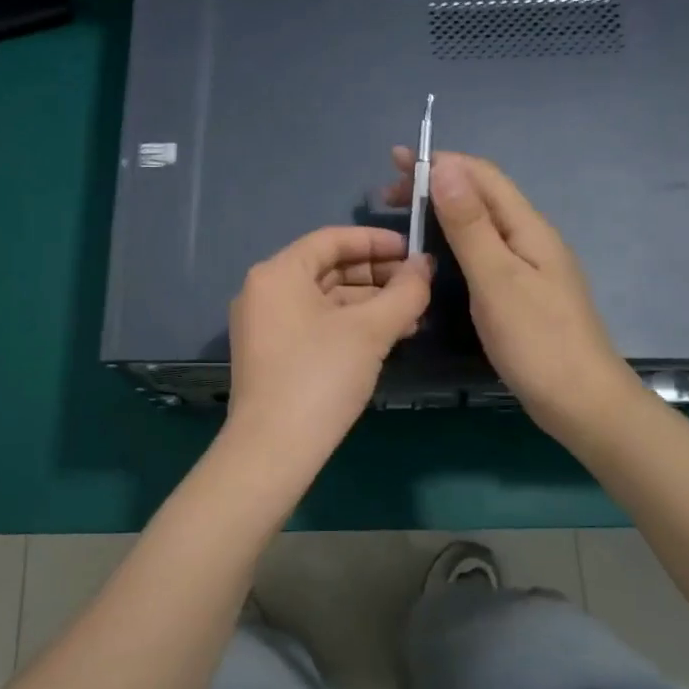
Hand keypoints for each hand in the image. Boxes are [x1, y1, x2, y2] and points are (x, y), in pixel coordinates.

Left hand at [226, 226, 432, 463]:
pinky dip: (349, 325)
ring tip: (412, 316)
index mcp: (277, 273)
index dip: (375, 241)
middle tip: (418, 286)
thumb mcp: (370, 331)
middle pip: (327, 268)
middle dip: (376, 275)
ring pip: (324, 299)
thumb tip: (424, 266)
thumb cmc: (320, 376)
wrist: (273, 449)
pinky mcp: (271, 354)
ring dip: (368, 304)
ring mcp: (264, 324)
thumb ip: (404, 292)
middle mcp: (264, 291)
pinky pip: (314, 323)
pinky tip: (386, 337)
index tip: (413, 250)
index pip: (331, 239)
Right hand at [388, 147, 640, 439]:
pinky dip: (453, 236)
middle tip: (389, 195)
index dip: (439, 162)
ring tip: (404, 216)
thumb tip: (447, 167)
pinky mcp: (522, 289)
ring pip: (481, 220)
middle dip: (436, 183)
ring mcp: (529, 264)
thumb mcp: (496, 279)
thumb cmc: (537, 341)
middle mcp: (530, 237)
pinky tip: (437, 252)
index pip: (481, 175)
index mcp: (527, 227)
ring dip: (442, 208)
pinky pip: (483, 246)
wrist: (583, 404)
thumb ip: (470, 225)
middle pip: (481, 194)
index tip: (395, 163)